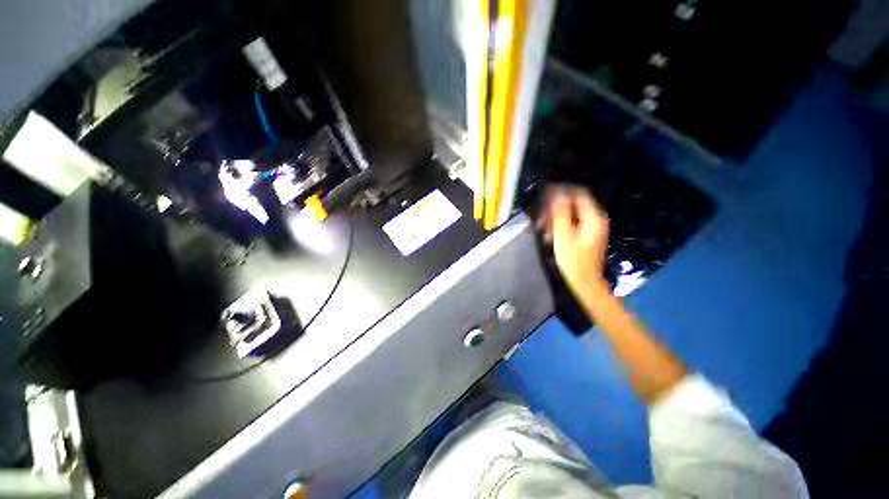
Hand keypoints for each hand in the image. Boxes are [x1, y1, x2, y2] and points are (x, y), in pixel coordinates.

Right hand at [544, 185, 609, 296]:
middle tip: (541, 217)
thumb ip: (560, 213)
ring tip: (544, 228)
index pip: (578, 193)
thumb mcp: (563, 235)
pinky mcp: (588, 233)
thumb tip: (557, 193)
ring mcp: (593, 226)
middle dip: (556, 207)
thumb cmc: (572, 260)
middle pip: (574, 203)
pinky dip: (561, 224)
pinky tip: (551, 233)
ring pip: (572, 212)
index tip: (544, 193)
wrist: (584, 282)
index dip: (561, 190)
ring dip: (556, 217)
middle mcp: (596, 218)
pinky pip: (573, 221)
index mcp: (593, 217)